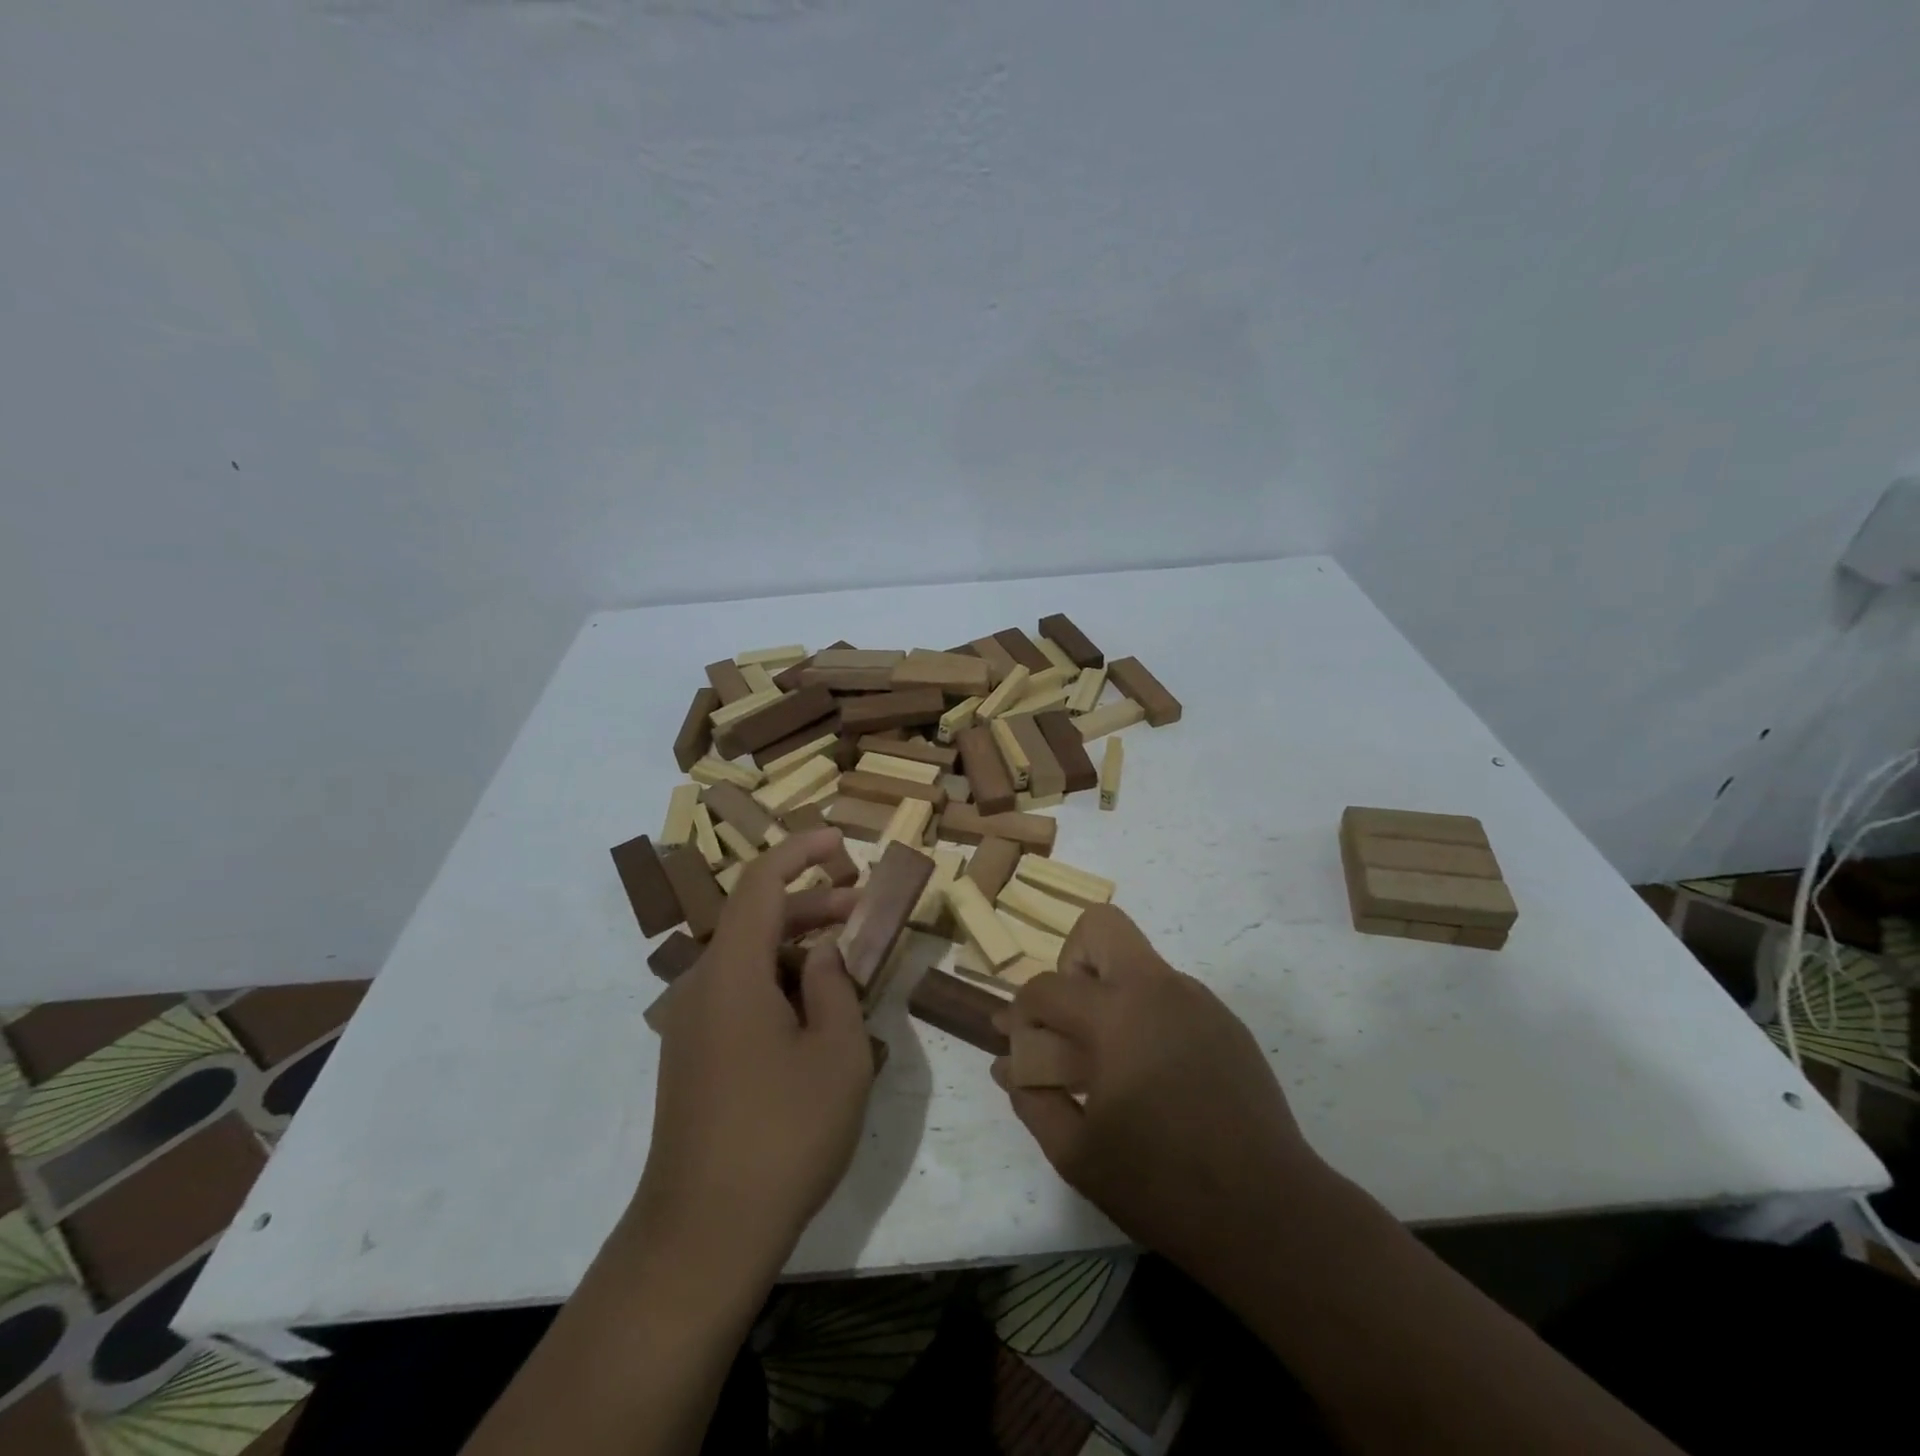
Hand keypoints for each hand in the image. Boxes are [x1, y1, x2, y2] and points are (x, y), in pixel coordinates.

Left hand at [633, 830, 871, 1276]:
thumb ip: (835, 986)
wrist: (702, 1236)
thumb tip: (824, 952)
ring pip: (749, 961)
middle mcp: (702, 987)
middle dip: (810, 904)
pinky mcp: (693, 1058)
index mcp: (732, 972)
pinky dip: (779, 984)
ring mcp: (692, 1025)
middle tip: (861, 909)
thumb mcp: (837, 1053)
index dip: (800, 850)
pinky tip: (816, 1018)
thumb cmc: (782, 1133)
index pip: (762, 884)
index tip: (839, 839)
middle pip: (756, 920)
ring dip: (797, 949)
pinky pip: (738, 995)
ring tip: (848, 968)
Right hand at [992, 906, 1333, 1281]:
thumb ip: (1032, 1098)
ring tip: (1113, 1063)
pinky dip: (1146, 1016)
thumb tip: (1007, 1065)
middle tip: (1071, 1022)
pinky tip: (1155, 1077)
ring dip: (1111, 993)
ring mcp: (1198, 1000)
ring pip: (1137, 962)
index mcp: (1116, 1015)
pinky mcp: (1225, 1022)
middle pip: (1101, 926)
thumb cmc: (1162, 1184)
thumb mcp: (1076, 1153)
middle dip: (1071, 962)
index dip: (1021, 1013)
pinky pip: (1169, 994)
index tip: (1018, 1045)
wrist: (1270, 1214)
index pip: (1047, 987)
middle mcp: (1158, 989)